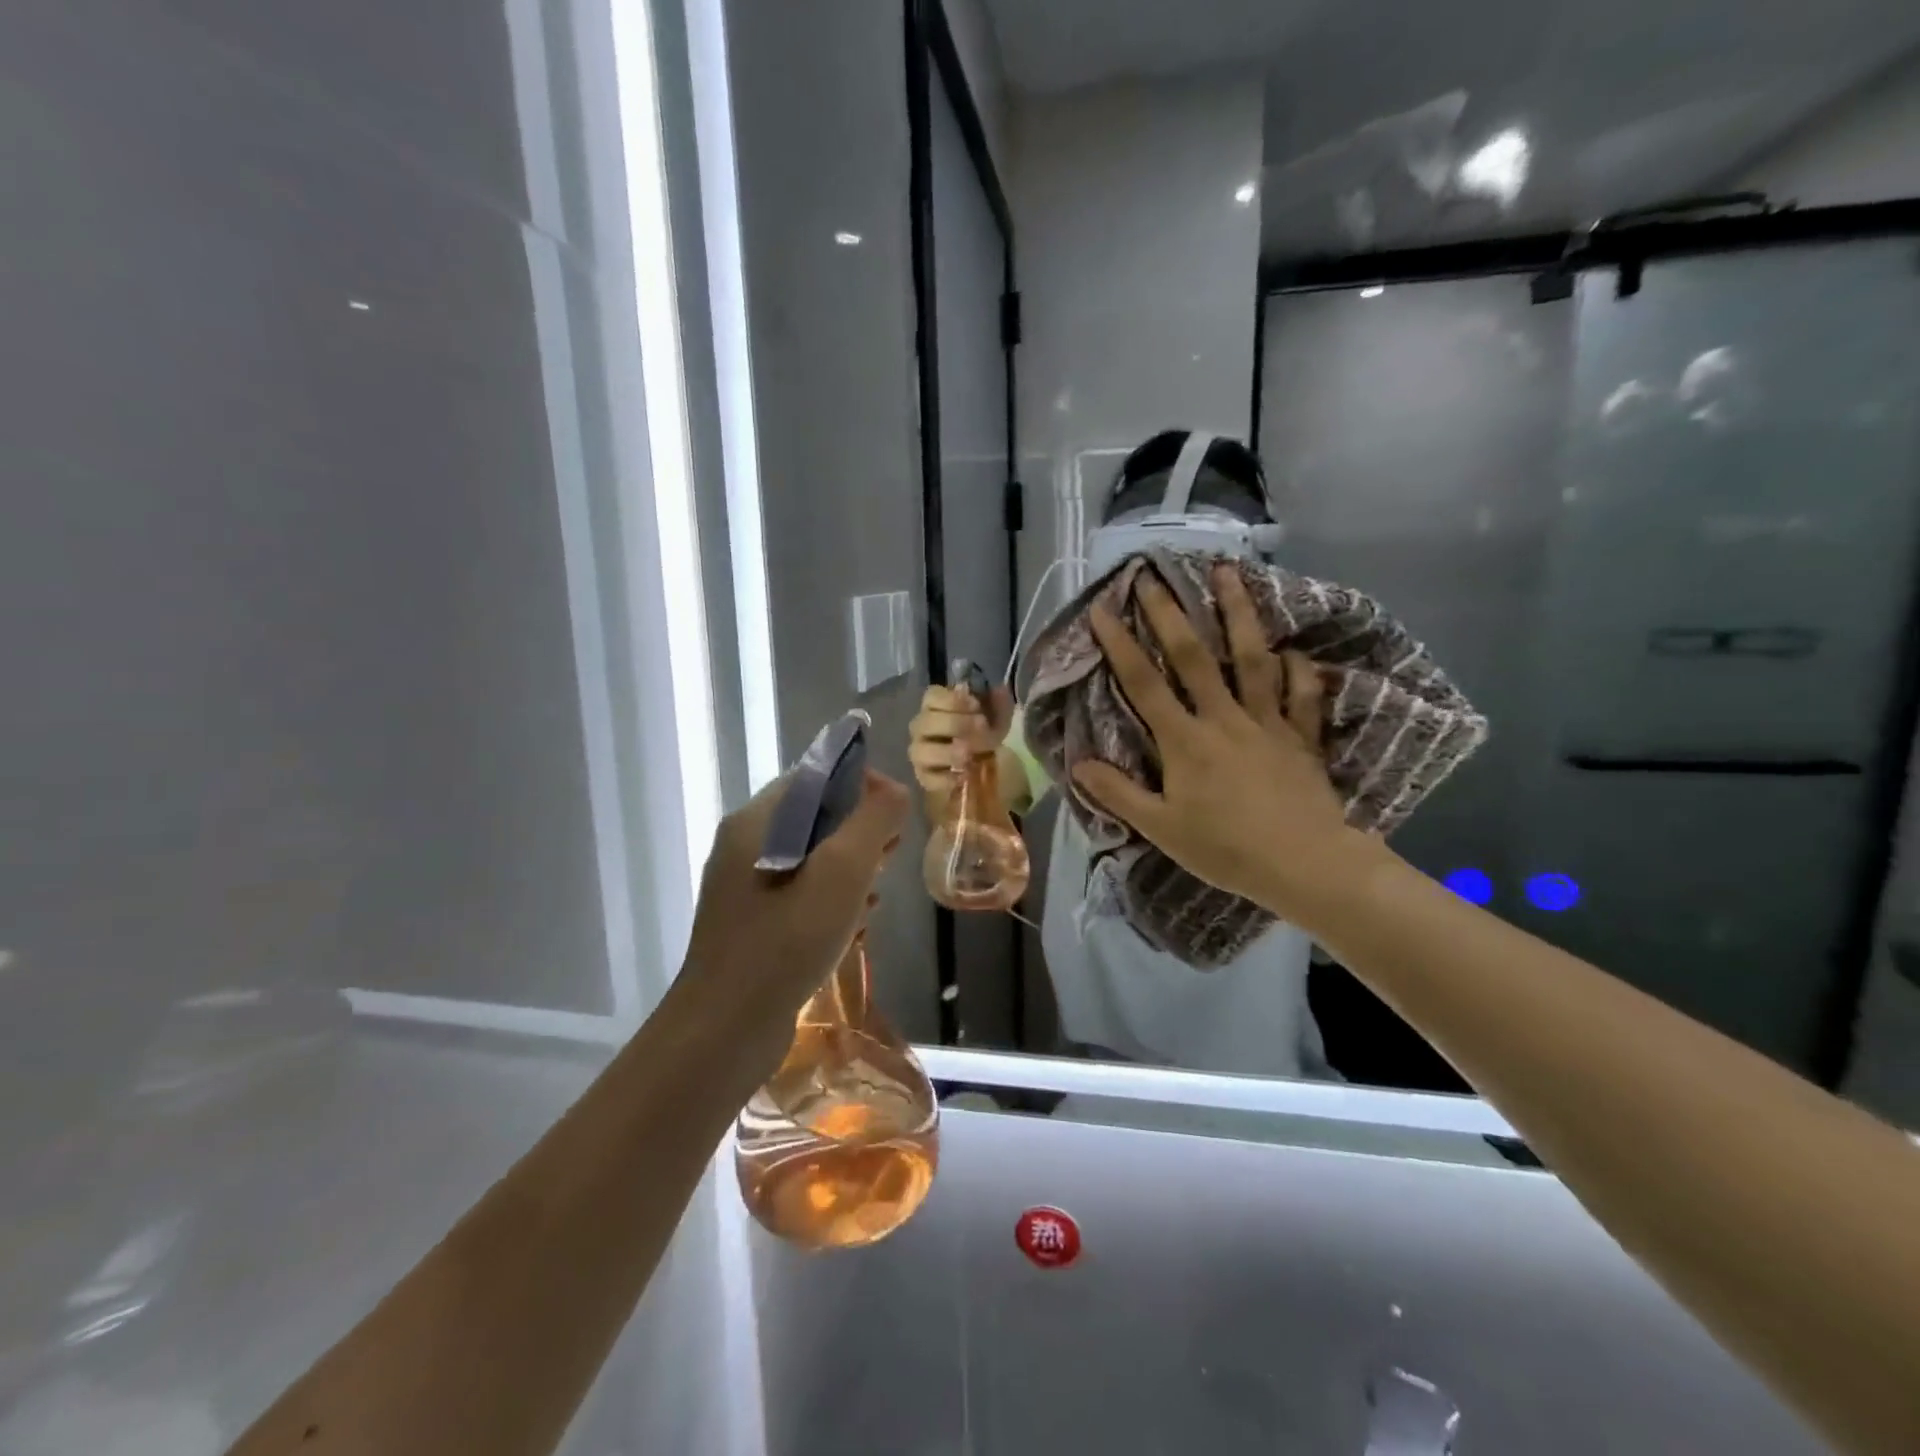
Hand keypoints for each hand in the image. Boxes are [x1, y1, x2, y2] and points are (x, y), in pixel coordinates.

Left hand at [682, 768, 909, 1058]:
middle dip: (860, 831)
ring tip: (874, 897)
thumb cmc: (786, 942)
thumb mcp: (841, 872)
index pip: (816, 776)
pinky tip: (854, 927)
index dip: (862, 785)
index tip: (896, 816)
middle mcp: (744, 845)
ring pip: (812, 858)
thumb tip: (893, 791)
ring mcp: (744, 887)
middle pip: (815, 816)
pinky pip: (801, 893)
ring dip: (850, 869)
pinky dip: (831, 900)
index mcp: (756, 821)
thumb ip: (872, 821)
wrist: (725, 1032)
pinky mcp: (752, 923)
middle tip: (890, 858)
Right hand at [907, 682, 1014, 793]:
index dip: (953, 700)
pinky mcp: (924, 777)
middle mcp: (921, 726)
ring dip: (948, 752)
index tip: (976, 706)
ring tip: (970, 755)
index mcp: (935, 704)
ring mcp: (920, 753)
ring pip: (922, 751)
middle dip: (956, 724)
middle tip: (982, 729)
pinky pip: (928, 778)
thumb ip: (998, 700)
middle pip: (926, 722)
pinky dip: (945, 778)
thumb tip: (998, 690)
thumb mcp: (997, 713)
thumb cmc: (986, 730)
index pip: (931, 696)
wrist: (986, 762)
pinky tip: (964, 775)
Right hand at [1071, 563, 1385, 928]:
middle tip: (1153, 575)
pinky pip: (1301, 696)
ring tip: (1228, 574)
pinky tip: (1292, 649)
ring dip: (1238, 613)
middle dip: (1170, 613)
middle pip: (1194, 657)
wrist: (1305, 865)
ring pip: (1252, 659)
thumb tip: (1079, 764)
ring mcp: (1267, 723)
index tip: (1103, 610)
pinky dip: (1298, 670)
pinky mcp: (1301, 737)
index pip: (1144, 684)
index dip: (1120, 645)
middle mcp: (1224, 719)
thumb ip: (1119, 794)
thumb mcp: (1161, 829)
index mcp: (1185, 741)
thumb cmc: (1226, 849)